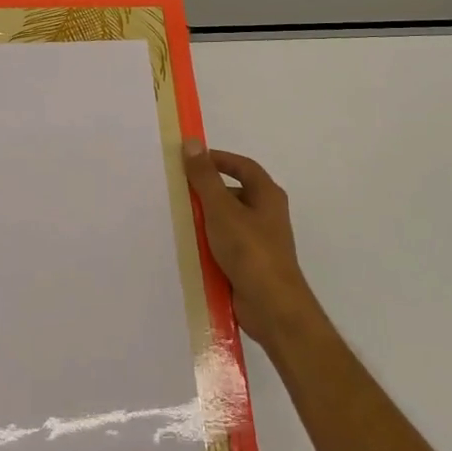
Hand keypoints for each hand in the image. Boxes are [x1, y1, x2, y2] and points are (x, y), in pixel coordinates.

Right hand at [181, 141, 321, 347]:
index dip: (219, 159)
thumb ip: (205, 177)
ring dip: (206, 220)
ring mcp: (259, 242)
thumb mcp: (222, 209)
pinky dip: (209, 244)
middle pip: (234, 193)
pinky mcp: (250, 265)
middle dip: (207, 192)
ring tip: (179, 219)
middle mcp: (267, 215)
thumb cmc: (250, 250)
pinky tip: (190, 248)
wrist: (271, 307)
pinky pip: (226, 246)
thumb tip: (192, 143)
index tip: (192, 159)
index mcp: (267, 195)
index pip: (243, 166)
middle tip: (179, 191)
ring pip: (227, 221)